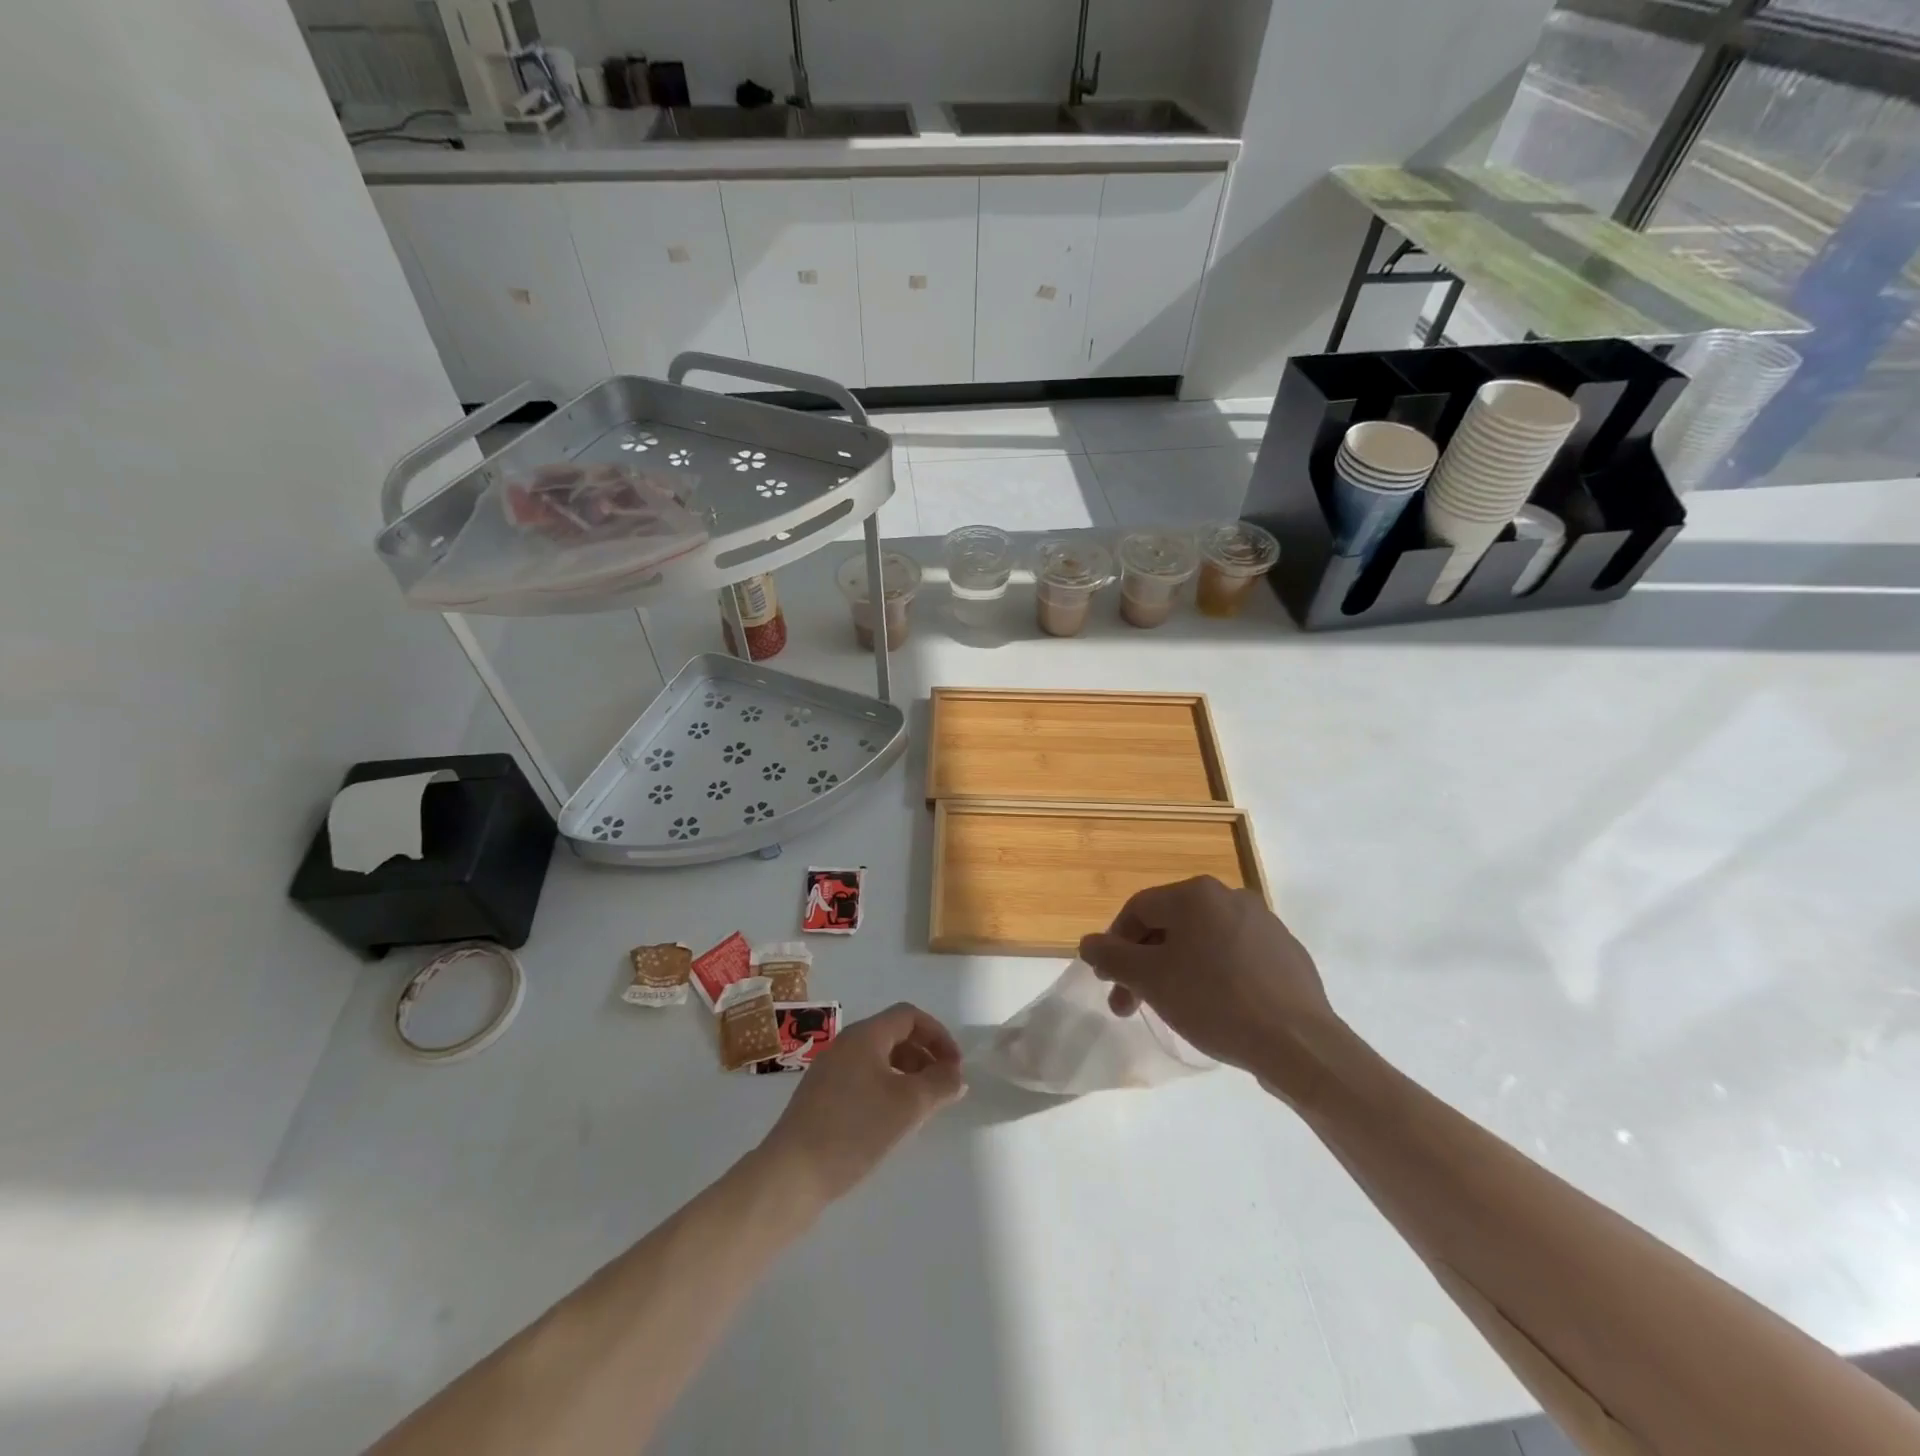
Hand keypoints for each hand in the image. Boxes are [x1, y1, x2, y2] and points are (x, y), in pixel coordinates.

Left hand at [760, 1002, 965, 1204]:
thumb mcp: (908, 1106)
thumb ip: (939, 1084)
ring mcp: (829, 1070)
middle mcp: (845, 1044)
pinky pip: (863, 1078)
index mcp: (865, 1035)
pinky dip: (886, 1088)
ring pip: (878, 1059)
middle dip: (924, 1056)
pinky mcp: (820, 1097)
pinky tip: (891, 1122)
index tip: (955, 1067)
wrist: (791, 1175)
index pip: (909, 1016)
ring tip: (922, 1108)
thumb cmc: (854, 1130)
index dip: (938, 1035)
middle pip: (894, 1035)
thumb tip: (955, 1075)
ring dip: (907, 1074)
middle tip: (943, 1088)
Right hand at [1077, 877, 1337, 1097]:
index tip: (1108, 982)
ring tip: (1171, 1009)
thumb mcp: (1151, 980)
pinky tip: (1214, 1008)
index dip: (1114, 944)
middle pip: (1169, 925)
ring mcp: (1263, 922)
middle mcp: (1230, 896)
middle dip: (1143, 964)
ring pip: (1201, 941)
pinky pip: (1234, 956)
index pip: (1137, 910)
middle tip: (1130, 1005)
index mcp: (1195, 894)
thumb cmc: (1215, 1001)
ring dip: (1175, 970)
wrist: (1299, 1043)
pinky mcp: (1286, 952)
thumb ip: (1112, 957)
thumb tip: (1087, 943)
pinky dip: (1213, 975)